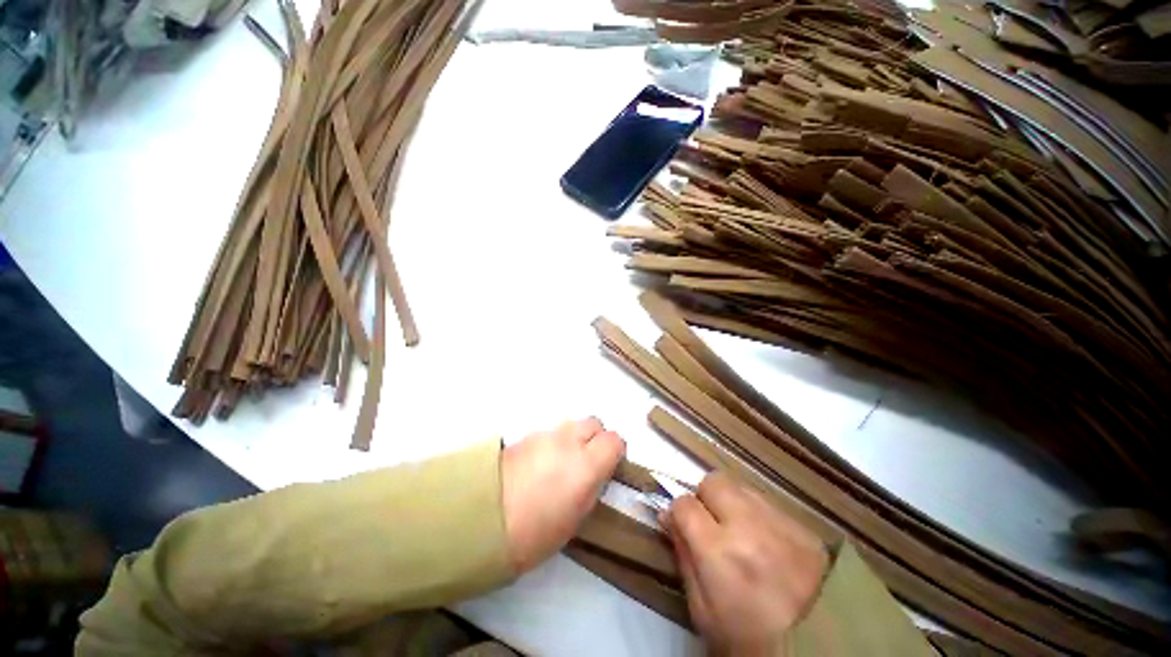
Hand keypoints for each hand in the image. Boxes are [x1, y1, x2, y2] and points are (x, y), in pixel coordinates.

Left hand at [501, 417, 625, 572]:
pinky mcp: (526, 435)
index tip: (610, 465)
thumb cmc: (534, 533)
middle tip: (587, 461)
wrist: (481, 520)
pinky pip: (549, 432)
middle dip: (596, 438)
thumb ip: (591, 486)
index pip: (614, 440)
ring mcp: (545, 435)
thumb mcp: (575, 518)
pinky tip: (540, 464)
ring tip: (560, 464)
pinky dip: (553, 443)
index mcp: (585, 464)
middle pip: (594, 423)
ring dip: (573, 439)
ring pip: (571, 425)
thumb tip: (595, 473)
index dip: (615, 451)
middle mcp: (568, 441)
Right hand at [662, 472, 827, 654]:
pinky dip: (757, 513)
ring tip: (739, 531)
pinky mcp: (803, 526)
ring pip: (739, 486)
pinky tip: (764, 540)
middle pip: (713, 482)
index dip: (677, 513)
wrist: (820, 653)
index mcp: (719, 552)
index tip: (680, 525)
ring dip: (730, 502)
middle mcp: (748, 526)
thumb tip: (668, 517)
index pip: (684, 504)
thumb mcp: (703, 611)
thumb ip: (683, 557)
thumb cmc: (749, 639)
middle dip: (704, 498)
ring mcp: (780, 523)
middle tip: (710, 524)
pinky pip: (767, 501)